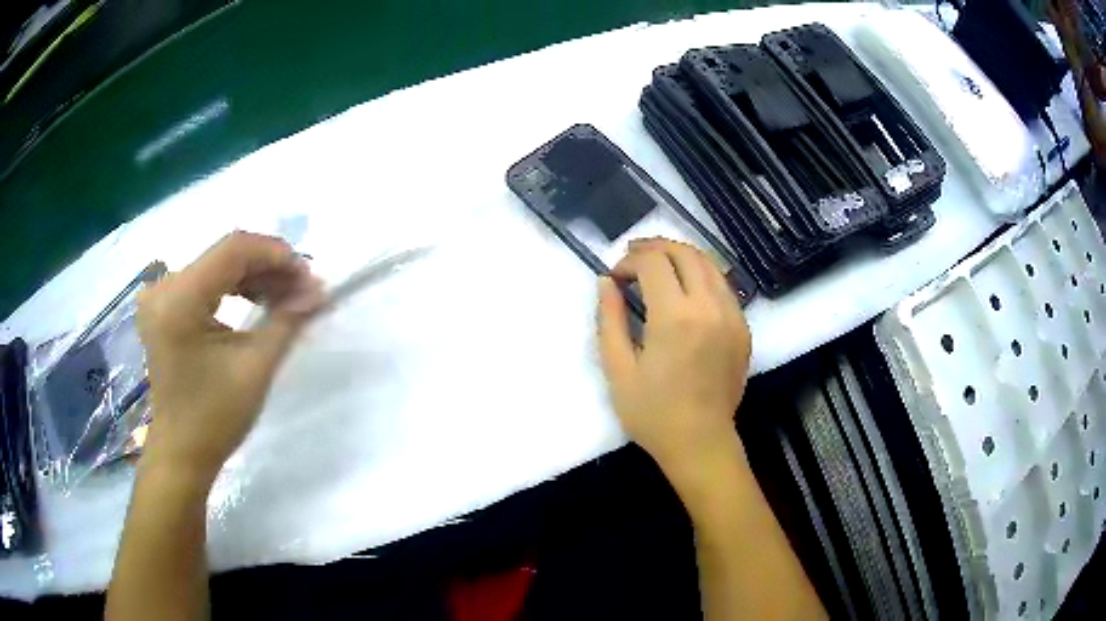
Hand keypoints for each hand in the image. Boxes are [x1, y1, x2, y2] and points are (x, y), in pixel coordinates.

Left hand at [137, 231, 323, 483]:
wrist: (181, 452)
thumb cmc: (215, 418)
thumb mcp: (256, 367)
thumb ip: (287, 320)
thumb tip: (318, 289)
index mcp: (180, 299)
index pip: (234, 249)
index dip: (276, 254)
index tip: (309, 276)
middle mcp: (164, 287)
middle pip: (225, 255)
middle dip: (269, 267)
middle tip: (303, 289)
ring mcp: (161, 295)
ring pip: (217, 266)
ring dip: (254, 277)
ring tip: (286, 297)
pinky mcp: (164, 307)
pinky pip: (205, 281)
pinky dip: (235, 288)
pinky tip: (257, 301)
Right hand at [597, 238, 751, 474]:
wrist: (700, 442)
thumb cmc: (653, 413)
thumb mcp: (618, 369)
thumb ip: (609, 319)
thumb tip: (606, 282)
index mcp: (674, 316)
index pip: (653, 262)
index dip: (629, 260)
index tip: (615, 277)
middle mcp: (709, 306)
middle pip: (684, 253)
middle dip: (655, 248)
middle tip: (633, 259)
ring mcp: (732, 315)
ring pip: (709, 263)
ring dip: (680, 256)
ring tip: (658, 265)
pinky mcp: (743, 328)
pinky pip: (724, 286)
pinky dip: (702, 275)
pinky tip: (686, 289)